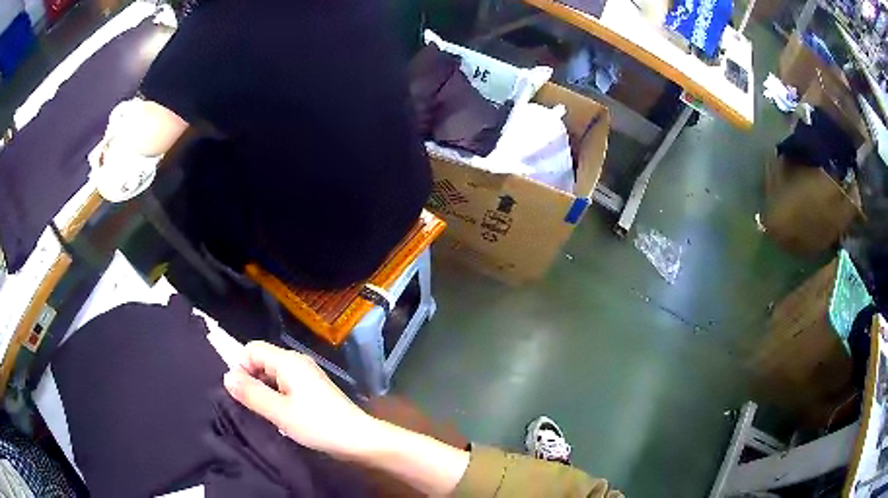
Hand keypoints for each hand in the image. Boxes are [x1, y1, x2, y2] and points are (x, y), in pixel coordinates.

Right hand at [223, 341, 375, 458]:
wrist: (358, 439)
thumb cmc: (317, 424)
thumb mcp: (279, 411)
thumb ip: (251, 393)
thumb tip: (227, 376)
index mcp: (288, 361)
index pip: (251, 349)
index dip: (241, 368)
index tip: (243, 395)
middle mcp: (296, 362)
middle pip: (261, 361)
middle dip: (252, 381)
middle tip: (254, 408)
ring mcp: (306, 375)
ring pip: (272, 375)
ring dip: (264, 392)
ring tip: (267, 415)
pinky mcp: (312, 390)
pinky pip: (285, 386)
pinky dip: (277, 398)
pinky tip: (280, 417)